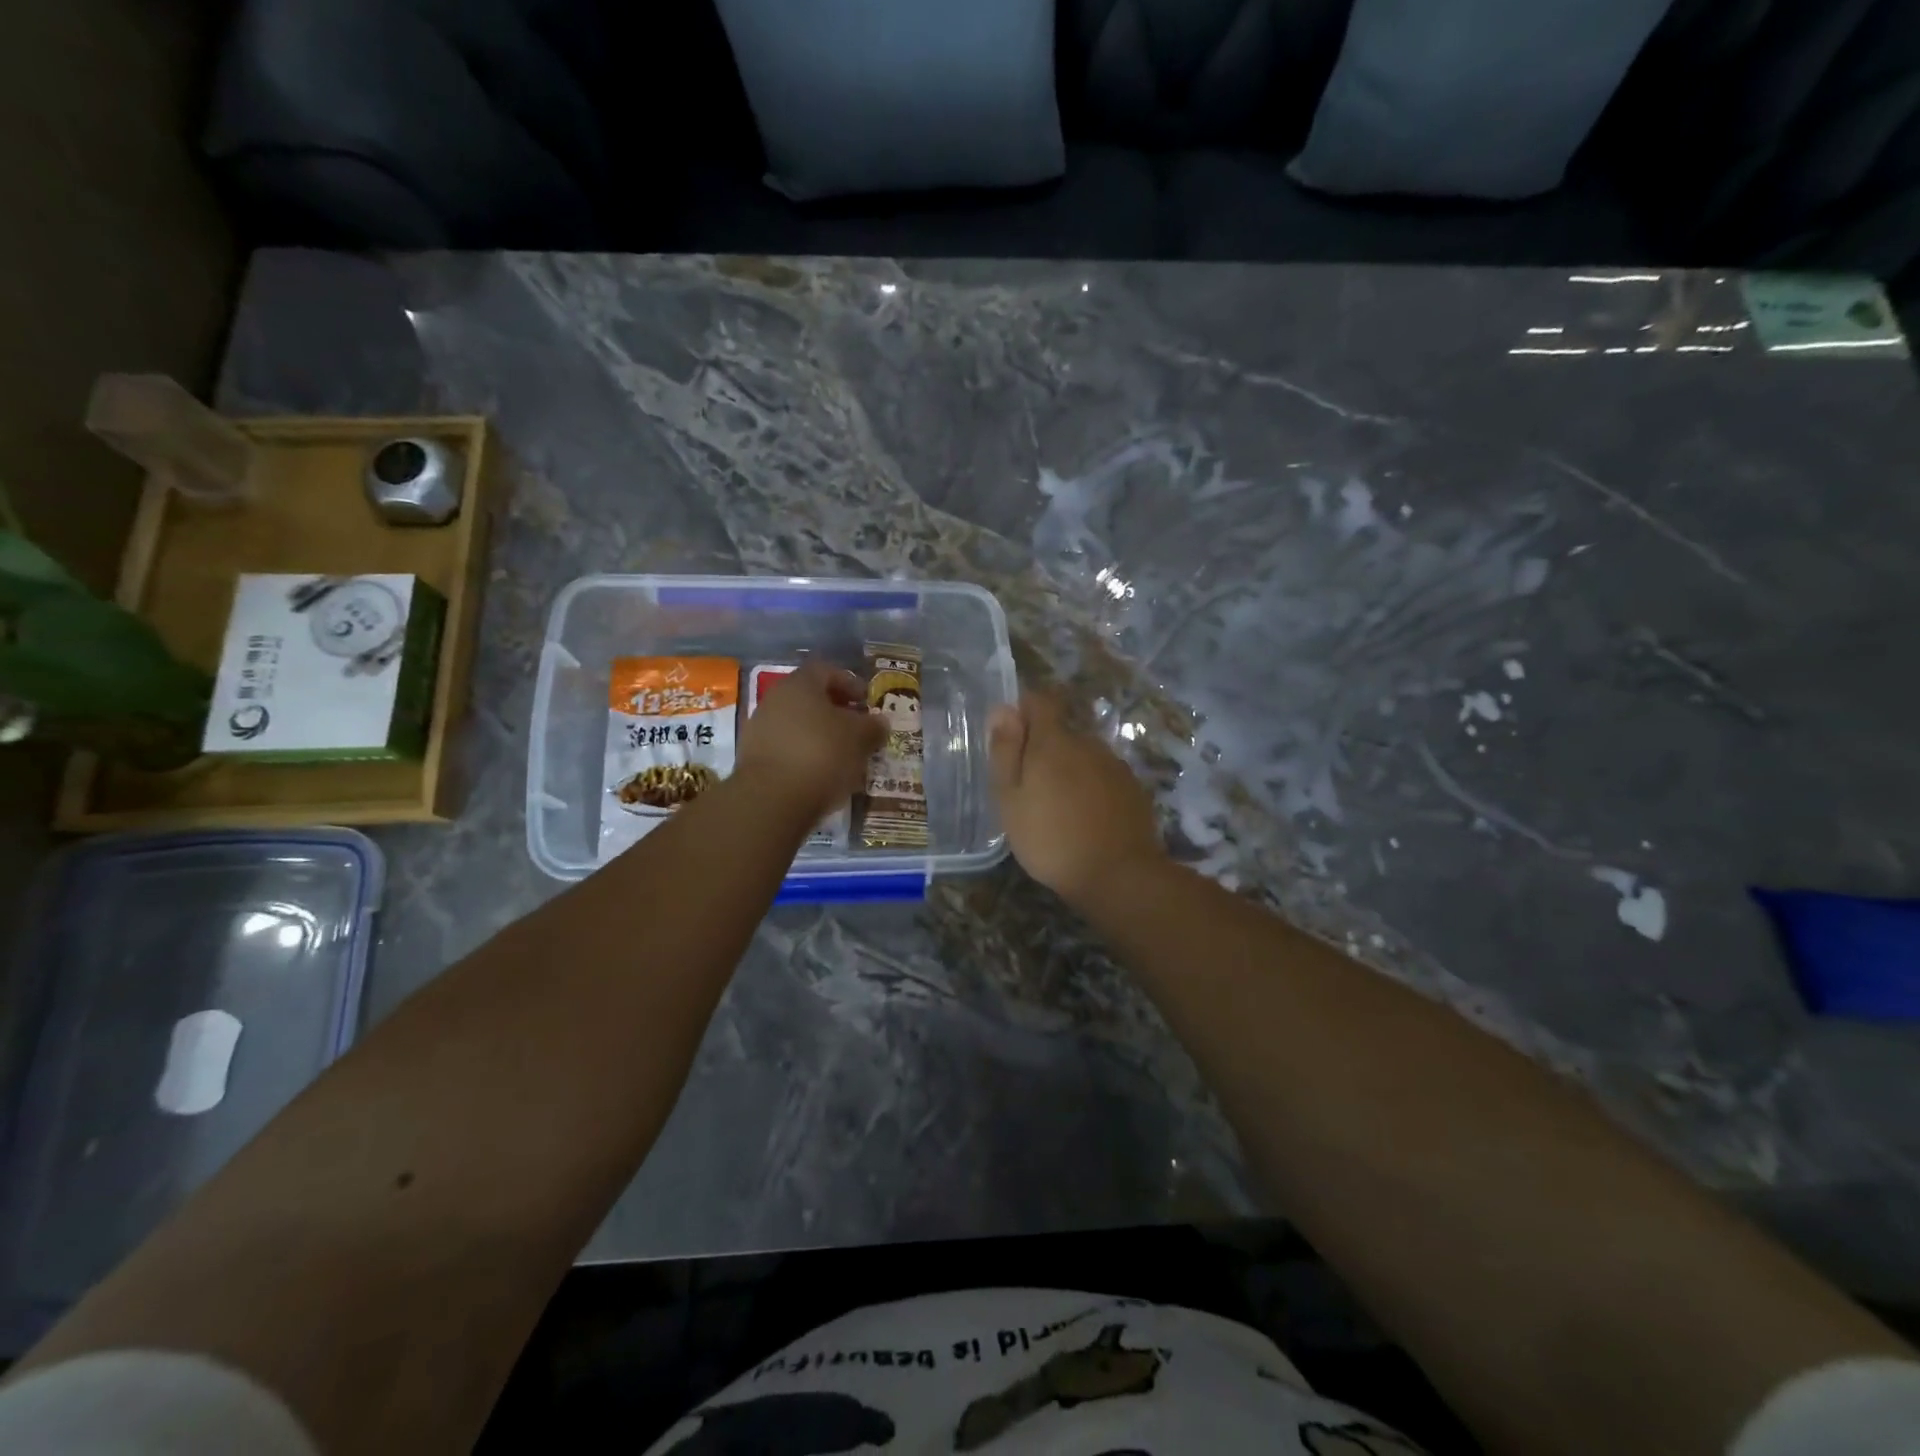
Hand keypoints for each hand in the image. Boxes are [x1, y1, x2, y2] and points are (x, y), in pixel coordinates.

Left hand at [735, 660, 885, 824]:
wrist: (772, 799)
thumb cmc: (822, 754)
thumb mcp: (859, 738)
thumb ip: (872, 726)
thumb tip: (880, 721)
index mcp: (800, 685)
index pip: (826, 671)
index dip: (850, 683)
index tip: (867, 701)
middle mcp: (775, 700)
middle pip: (810, 699)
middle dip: (836, 712)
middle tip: (858, 729)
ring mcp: (760, 729)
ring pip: (798, 725)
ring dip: (821, 736)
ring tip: (844, 756)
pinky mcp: (754, 759)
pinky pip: (787, 749)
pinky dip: (806, 755)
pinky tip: (823, 774)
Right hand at [988, 692, 1166, 904]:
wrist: (1118, 875)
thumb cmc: (1050, 838)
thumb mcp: (1010, 799)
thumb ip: (1005, 751)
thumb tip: (1003, 709)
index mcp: (1054, 742)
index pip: (1040, 701)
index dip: (1023, 710)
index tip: (1011, 737)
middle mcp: (1088, 743)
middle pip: (1062, 732)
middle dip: (1044, 749)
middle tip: (1029, 787)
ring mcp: (1115, 766)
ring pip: (1084, 756)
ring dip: (1069, 771)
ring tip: (1058, 808)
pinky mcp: (1133, 789)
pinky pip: (1104, 777)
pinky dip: (1091, 789)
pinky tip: (1085, 818)